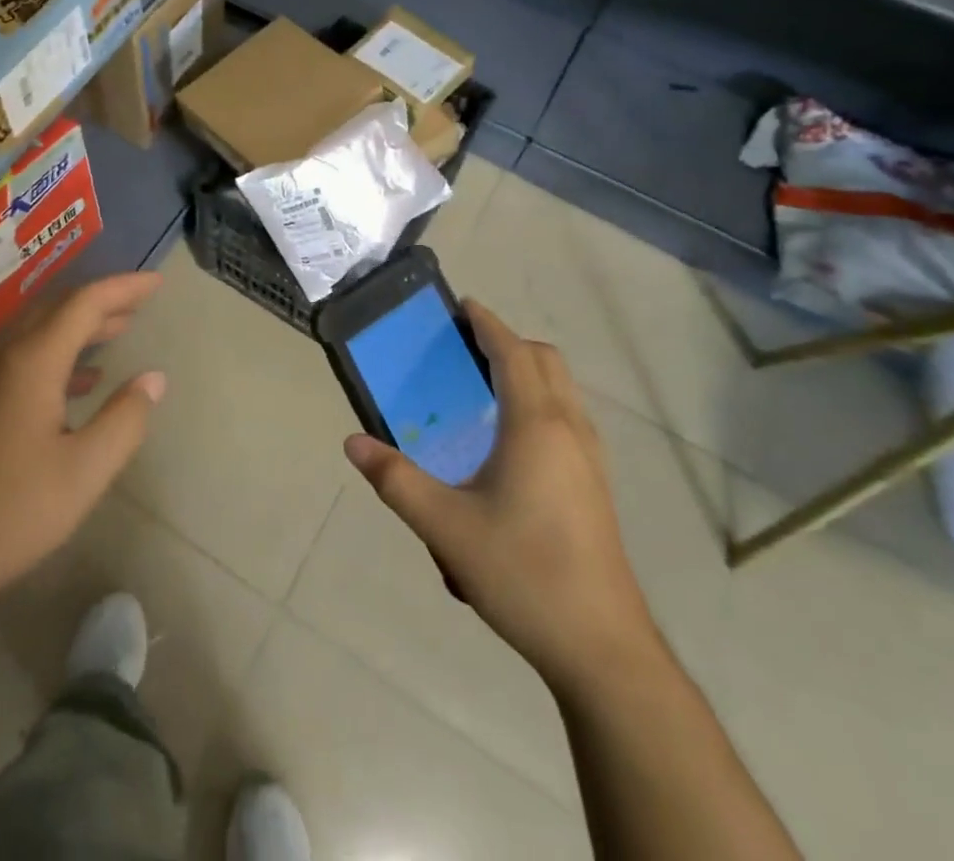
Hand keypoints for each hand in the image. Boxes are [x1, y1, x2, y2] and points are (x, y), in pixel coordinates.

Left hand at [0, 272, 165, 619]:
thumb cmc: (13, 513)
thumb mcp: (85, 471)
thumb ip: (125, 419)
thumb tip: (153, 378)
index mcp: (32, 362)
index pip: (84, 304)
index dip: (124, 288)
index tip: (158, 283)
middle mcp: (5, 357)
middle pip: (58, 308)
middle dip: (103, 300)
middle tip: (142, 301)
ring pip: (40, 331)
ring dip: (81, 325)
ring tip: (120, 329)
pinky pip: (25, 356)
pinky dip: (61, 353)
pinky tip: (83, 380)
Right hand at [343, 300, 658, 693]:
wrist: (601, 647)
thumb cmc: (523, 573)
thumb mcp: (446, 527)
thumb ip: (396, 480)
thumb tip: (353, 442)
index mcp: (536, 426)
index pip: (513, 353)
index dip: (488, 324)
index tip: (462, 306)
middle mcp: (570, 429)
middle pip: (545, 362)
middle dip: (508, 342)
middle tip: (465, 347)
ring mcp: (591, 459)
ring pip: (563, 389)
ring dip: (528, 370)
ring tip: (485, 385)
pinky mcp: (597, 485)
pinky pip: (569, 416)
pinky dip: (542, 400)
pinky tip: (512, 438)